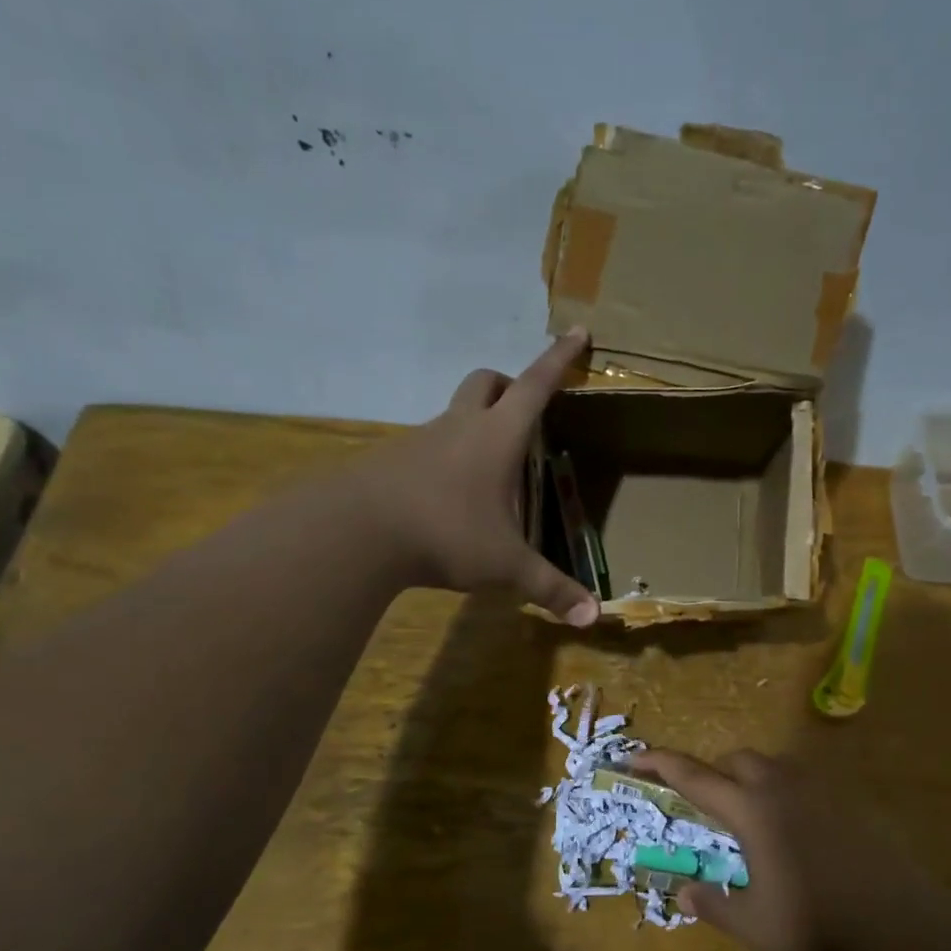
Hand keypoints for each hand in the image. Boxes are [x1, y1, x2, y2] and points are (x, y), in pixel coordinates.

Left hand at [352, 330, 598, 625]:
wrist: (356, 533)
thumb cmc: (445, 533)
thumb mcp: (505, 564)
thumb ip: (549, 588)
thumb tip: (594, 619)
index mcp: (496, 437)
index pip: (536, 386)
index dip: (559, 360)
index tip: (576, 331)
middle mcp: (459, 428)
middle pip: (485, 383)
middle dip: (509, 385)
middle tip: (525, 408)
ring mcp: (421, 442)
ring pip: (454, 414)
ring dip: (475, 424)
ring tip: (491, 470)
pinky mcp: (393, 463)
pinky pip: (428, 447)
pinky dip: (447, 458)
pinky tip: (450, 497)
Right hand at [629, 748, 945, 950]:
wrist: (897, 922)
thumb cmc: (815, 923)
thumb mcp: (753, 924)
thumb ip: (713, 905)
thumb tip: (685, 894)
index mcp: (751, 810)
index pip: (694, 777)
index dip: (660, 763)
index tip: (635, 757)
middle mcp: (781, 788)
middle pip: (737, 761)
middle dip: (714, 774)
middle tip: (706, 808)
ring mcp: (818, 790)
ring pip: (773, 766)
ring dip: (750, 779)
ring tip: (750, 818)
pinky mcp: (847, 801)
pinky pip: (803, 781)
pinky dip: (783, 792)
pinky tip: (794, 830)